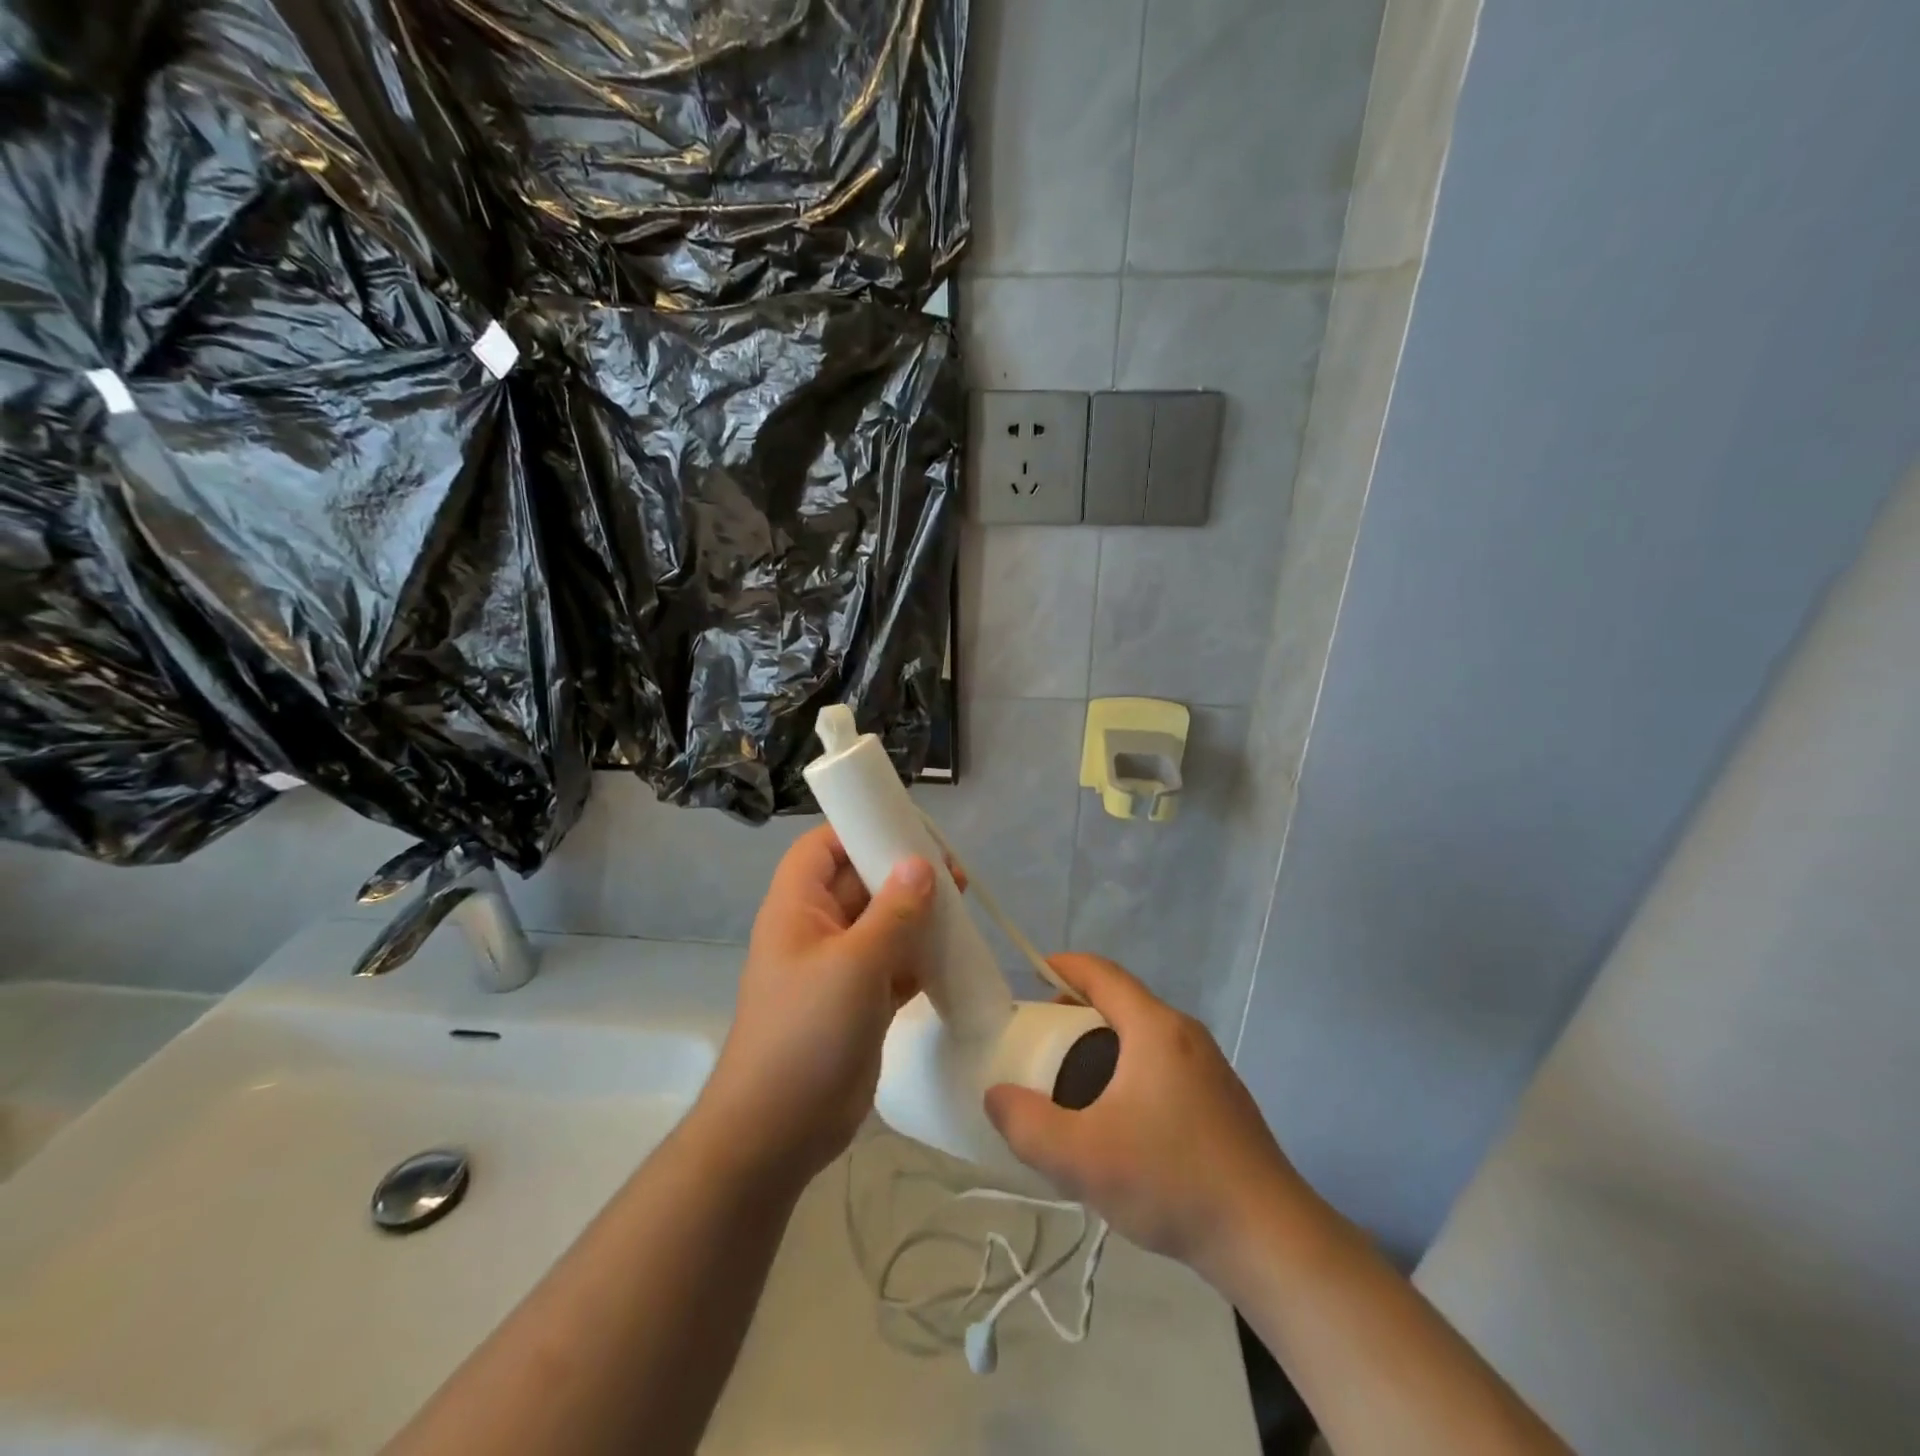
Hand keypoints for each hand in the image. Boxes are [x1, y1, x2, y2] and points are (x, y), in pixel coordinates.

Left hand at [698, 826, 934, 1186]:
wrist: (778, 1130)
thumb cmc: (805, 1034)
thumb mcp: (853, 965)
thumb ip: (892, 912)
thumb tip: (921, 863)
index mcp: (798, 907)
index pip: (823, 846)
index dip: (860, 829)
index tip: (909, 829)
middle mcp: (817, 929)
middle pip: (859, 881)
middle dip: (902, 871)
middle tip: (953, 871)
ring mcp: (839, 967)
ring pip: (882, 922)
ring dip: (918, 913)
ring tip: (962, 903)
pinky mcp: (860, 1000)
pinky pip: (894, 962)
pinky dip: (920, 954)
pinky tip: (953, 950)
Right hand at [983, 953, 1317, 1279]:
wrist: (1270, 1239)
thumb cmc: (1172, 1182)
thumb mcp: (1083, 1159)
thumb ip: (1027, 1125)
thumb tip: (997, 1096)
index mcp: (1155, 1028)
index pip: (1102, 974)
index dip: (1064, 966)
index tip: (1031, 974)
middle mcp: (1185, 1034)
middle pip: (1122, 1002)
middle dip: (1077, 1010)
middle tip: (1042, 1039)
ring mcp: (1210, 1066)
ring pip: (1144, 1035)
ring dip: (1104, 1043)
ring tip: (1073, 1081)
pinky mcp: (1222, 1099)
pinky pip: (1163, 1063)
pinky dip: (1130, 1067)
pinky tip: (1119, 1118)